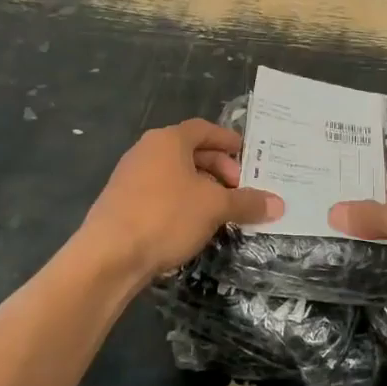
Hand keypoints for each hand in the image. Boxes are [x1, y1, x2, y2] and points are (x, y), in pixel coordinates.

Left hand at [75, 119, 283, 287]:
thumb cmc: (165, 216)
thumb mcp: (214, 208)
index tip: (247, 154)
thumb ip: (246, 202)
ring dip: (200, 188)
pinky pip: (160, 193)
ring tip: (220, 209)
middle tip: (238, 188)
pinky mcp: (121, 203)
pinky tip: (193, 225)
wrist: (108, 256)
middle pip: (189, 151)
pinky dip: (181, 201)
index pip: (204, 129)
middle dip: (218, 168)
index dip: (227, 140)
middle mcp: (146, 151)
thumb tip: (279, 204)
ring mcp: (130, 176)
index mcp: (168, 140)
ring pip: (174, 174)